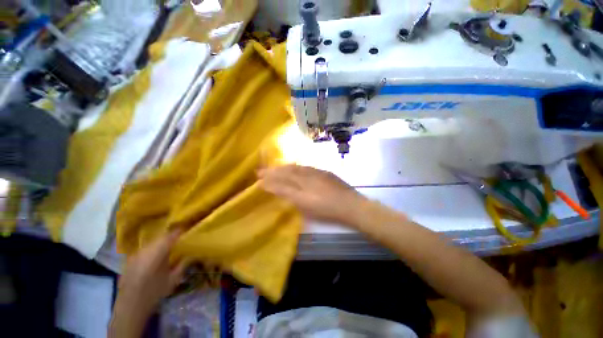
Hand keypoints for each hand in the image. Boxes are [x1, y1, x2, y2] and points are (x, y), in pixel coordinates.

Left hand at [110, 231, 185, 336]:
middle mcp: (145, 249)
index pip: (171, 236)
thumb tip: (191, 254)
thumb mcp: (173, 279)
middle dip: (171, 236)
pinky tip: (157, 255)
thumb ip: (183, 264)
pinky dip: (153, 248)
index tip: (188, 230)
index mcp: (157, 252)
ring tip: (170, 246)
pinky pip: (145, 248)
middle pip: (160, 237)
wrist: (130, 306)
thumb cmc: (154, 292)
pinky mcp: (130, 259)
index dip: (180, 231)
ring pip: (152, 242)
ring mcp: (136, 254)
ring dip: (161, 242)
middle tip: (180, 239)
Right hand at [258, 165, 367, 225]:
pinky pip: (305, 167)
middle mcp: (307, 177)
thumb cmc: (328, 210)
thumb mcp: (307, 207)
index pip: (281, 182)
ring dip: (283, 167)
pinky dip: (296, 167)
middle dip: (272, 171)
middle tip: (260, 171)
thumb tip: (277, 189)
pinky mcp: (324, 173)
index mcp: (302, 187)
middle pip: (287, 172)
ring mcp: (316, 174)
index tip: (258, 178)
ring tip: (274, 167)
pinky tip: (293, 167)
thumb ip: (291, 196)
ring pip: (295, 168)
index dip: (269, 180)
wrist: (351, 205)